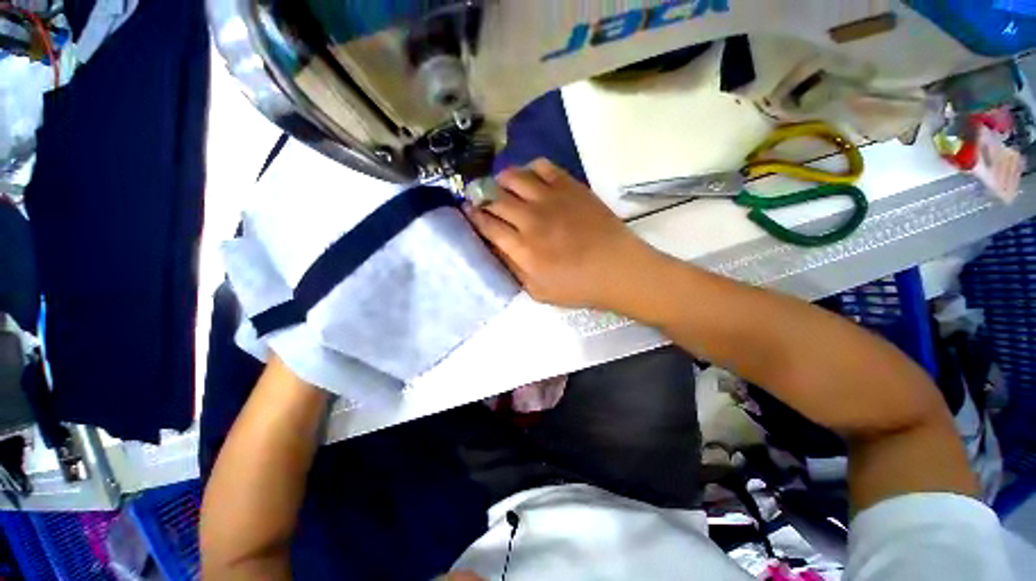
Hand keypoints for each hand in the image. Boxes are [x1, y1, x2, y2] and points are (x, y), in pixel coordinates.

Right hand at [465, 158, 663, 310]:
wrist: (617, 268)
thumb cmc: (577, 286)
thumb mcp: (538, 291)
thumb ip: (513, 268)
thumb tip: (494, 246)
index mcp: (522, 248)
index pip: (486, 225)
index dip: (473, 217)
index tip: (468, 212)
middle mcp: (530, 218)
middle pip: (493, 198)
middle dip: (481, 197)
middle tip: (481, 199)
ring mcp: (550, 198)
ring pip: (513, 176)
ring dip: (501, 181)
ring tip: (503, 188)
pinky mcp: (569, 186)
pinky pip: (541, 166)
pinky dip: (530, 170)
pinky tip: (531, 180)